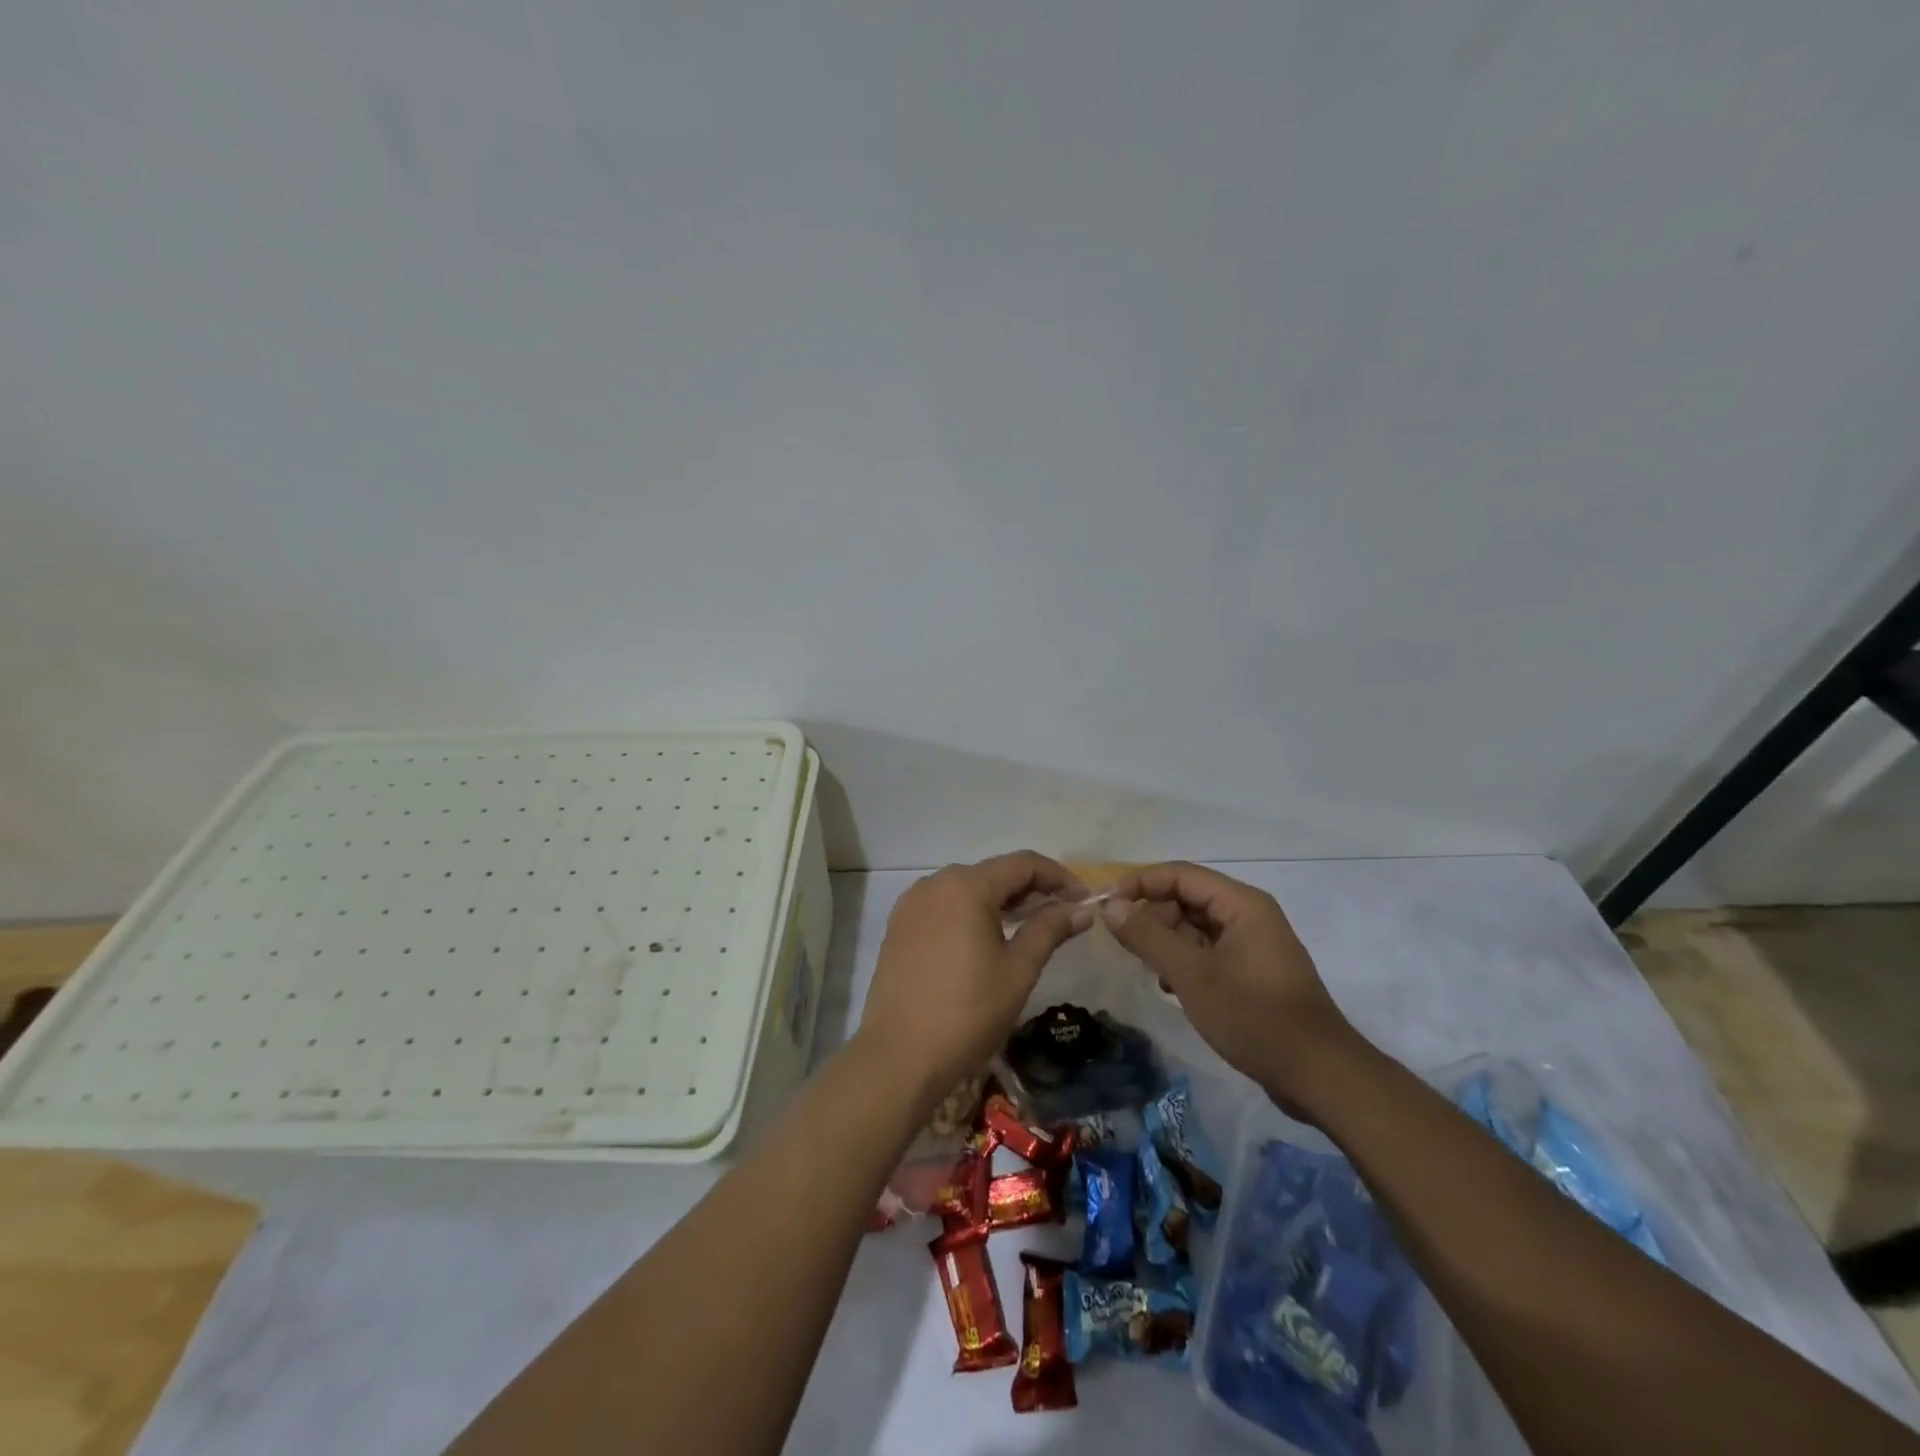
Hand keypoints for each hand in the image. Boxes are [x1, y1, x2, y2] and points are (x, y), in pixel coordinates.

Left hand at [855, 852, 1091, 1108]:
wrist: (899, 1057)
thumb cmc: (967, 1012)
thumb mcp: (1018, 970)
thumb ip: (1049, 930)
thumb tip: (1081, 909)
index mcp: (966, 886)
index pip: (1023, 864)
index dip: (1059, 877)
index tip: (1083, 902)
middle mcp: (935, 883)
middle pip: (993, 873)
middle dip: (1031, 890)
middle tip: (1062, 917)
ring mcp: (911, 905)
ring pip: (967, 889)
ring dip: (1001, 902)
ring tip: (1029, 928)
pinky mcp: (899, 927)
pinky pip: (944, 907)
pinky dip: (971, 914)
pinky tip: (987, 939)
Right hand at [1101, 863, 1372, 1118]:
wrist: (1318, 1075)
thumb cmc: (1254, 1016)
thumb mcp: (1192, 975)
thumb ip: (1148, 936)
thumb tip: (1110, 906)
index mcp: (1242, 904)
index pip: (1180, 874)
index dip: (1140, 883)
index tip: (1107, 905)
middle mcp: (1249, 915)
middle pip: (1187, 898)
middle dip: (1153, 916)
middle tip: (1127, 946)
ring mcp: (1253, 945)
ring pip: (1195, 927)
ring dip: (1167, 942)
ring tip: (1150, 971)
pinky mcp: (1252, 972)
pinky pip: (1208, 951)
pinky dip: (1185, 962)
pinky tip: (1172, 989)